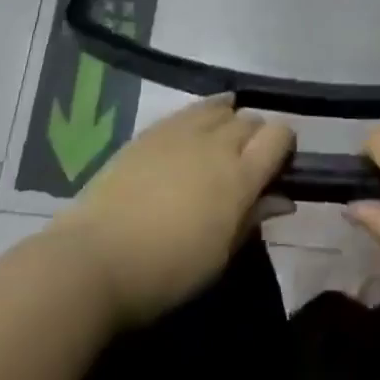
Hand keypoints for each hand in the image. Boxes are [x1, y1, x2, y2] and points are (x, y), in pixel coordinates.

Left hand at [55, 97, 293, 329]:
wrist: (95, 258)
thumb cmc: (166, 271)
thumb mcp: (220, 255)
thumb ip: (253, 218)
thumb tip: (282, 198)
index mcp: (240, 176)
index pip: (279, 136)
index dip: (284, 145)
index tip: (278, 166)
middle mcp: (217, 144)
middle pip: (251, 120)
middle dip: (256, 137)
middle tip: (246, 164)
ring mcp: (182, 131)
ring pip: (222, 108)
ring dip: (230, 121)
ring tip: (222, 141)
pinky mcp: (152, 130)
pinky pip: (190, 110)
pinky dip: (203, 113)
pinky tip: (196, 127)